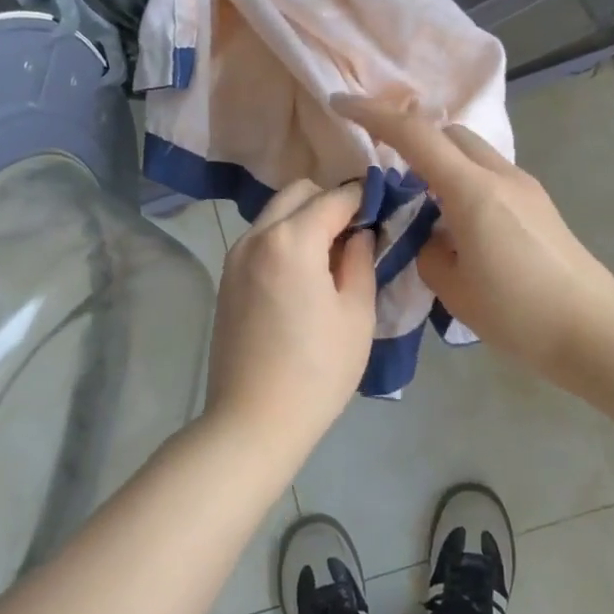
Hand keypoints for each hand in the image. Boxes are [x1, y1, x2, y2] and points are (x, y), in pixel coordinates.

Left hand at [204, 180, 376, 450]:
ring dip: (305, 219)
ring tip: (332, 256)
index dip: (365, 197)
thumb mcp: (356, 314)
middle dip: (330, 201)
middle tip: (358, 234)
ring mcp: (235, 257)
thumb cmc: (318, 370)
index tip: (386, 208)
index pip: (335, 197)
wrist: (253, 420)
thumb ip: (361, 260)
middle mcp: (256, 236)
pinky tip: (304, 274)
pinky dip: (285, 239)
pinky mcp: (227, 279)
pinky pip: (260, 239)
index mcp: (292, 239)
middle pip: (298, 193)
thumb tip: (360, 233)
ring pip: (275, 214)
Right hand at [331, 95, 613, 388]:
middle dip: (411, 137)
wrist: (593, 331)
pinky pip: (491, 175)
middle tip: (386, 168)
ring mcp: (526, 187)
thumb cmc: (518, 314)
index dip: (374, 114)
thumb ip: (429, 251)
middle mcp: (501, 176)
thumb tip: (431, 235)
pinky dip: (464, 181)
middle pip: (448, 132)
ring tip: (422, 205)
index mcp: (472, 191)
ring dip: (441, 162)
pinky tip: (458, 223)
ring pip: (472, 152)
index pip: (415, 135)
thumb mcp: (454, 289)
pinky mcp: (540, 204)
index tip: (342, 103)